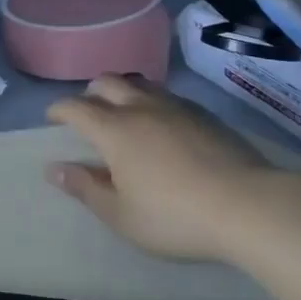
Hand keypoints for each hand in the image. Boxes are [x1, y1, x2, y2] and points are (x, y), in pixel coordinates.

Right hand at [46, 74, 300, 263]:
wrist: (248, 205)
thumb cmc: (174, 216)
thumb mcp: (121, 214)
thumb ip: (85, 188)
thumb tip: (54, 169)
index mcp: (114, 130)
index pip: (76, 107)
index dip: (59, 109)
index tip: (52, 118)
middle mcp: (141, 108)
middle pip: (107, 82)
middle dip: (90, 93)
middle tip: (87, 112)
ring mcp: (176, 107)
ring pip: (139, 84)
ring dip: (122, 92)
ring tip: (123, 113)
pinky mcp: (205, 114)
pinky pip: (167, 96)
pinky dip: (152, 102)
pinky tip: (162, 125)